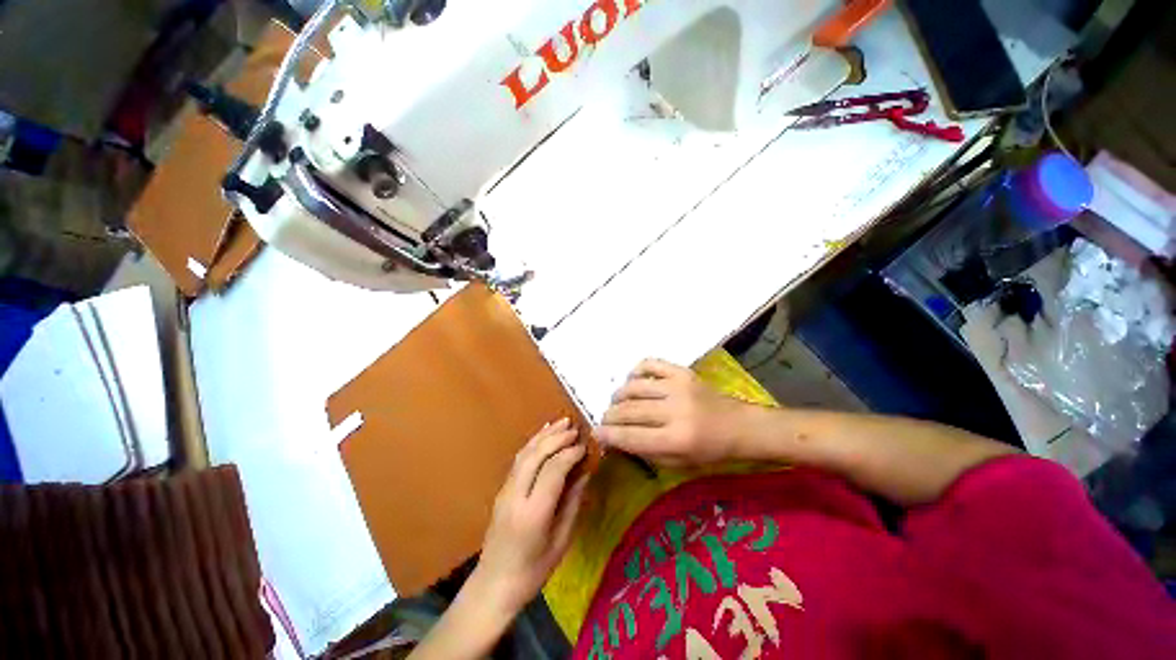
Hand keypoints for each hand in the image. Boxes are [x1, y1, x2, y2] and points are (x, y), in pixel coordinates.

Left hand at [472, 418, 589, 614]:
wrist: (494, 585)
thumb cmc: (533, 570)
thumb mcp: (561, 541)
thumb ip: (573, 504)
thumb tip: (585, 473)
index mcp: (533, 514)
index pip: (552, 471)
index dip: (570, 454)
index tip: (585, 446)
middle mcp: (516, 496)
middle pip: (536, 456)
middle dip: (556, 438)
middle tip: (575, 428)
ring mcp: (505, 491)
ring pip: (525, 453)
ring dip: (544, 435)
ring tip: (562, 422)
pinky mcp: (502, 489)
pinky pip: (518, 460)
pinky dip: (533, 443)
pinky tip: (543, 434)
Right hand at [597, 359, 747, 466]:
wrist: (739, 425)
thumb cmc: (709, 451)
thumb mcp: (678, 463)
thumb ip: (646, 451)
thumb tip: (616, 439)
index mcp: (677, 440)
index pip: (632, 436)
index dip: (609, 435)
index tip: (595, 433)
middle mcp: (675, 411)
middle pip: (630, 410)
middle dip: (610, 416)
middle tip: (605, 419)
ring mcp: (678, 386)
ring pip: (634, 387)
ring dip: (618, 395)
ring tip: (616, 402)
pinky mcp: (682, 371)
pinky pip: (650, 364)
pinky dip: (635, 371)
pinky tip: (633, 380)